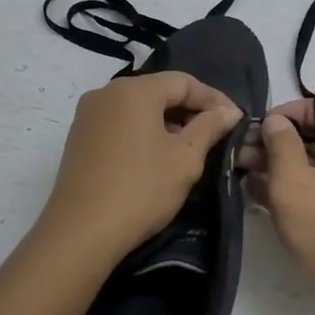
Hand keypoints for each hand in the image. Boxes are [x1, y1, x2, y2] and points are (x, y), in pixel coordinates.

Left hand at [38, 70, 242, 265]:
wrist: (81, 232)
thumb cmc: (141, 189)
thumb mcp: (185, 158)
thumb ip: (209, 127)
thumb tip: (229, 111)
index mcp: (134, 90)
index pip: (183, 81)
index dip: (213, 98)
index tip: (235, 119)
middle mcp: (106, 93)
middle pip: (158, 91)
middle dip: (189, 110)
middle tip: (216, 133)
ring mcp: (88, 116)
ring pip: (137, 109)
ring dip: (166, 122)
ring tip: (190, 147)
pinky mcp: (79, 139)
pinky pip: (119, 124)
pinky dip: (143, 133)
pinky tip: (157, 157)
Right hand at [250, 97, 314, 314]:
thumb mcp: (293, 182)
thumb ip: (280, 144)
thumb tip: (276, 121)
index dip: (289, 110)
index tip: (259, 128)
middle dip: (278, 141)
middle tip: (241, 154)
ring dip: (281, 167)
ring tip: (243, 175)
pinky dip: (295, 189)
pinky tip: (261, 198)